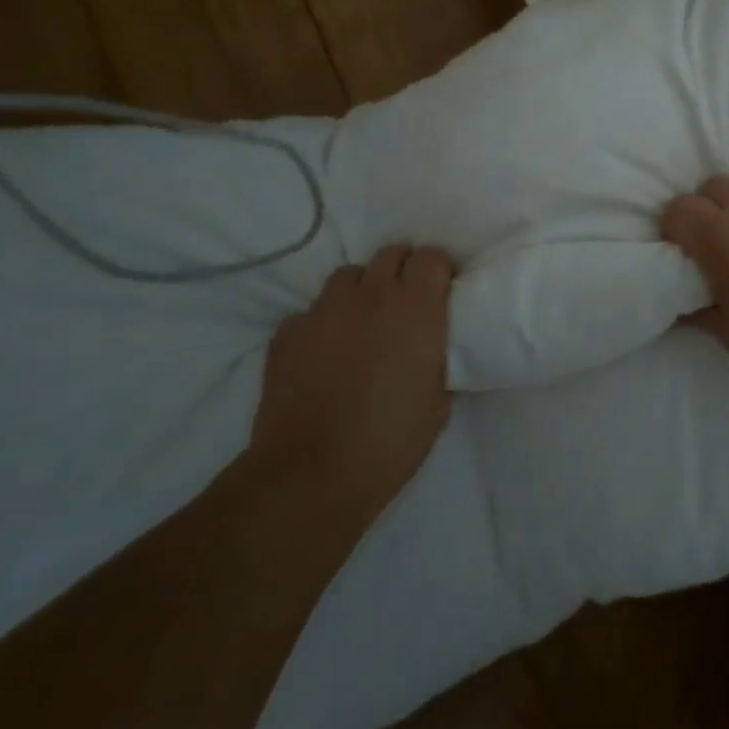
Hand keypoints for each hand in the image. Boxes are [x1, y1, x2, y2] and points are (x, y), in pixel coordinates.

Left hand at [254, 245, 453, 507]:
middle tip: (406, 303)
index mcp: (416, 308)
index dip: (439, 270)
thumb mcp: (438, 404)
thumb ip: (439, 363)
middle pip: (390, 253)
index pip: (432, 256)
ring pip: (348, 276)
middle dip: (402, 269)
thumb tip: (436, 354)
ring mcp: (324, 311)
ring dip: (361, 291)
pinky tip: (323, 353)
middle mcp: (371, 296)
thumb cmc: (390, 442)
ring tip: (362, 322)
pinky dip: (322, 324)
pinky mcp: (287, 332)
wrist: (311, 474)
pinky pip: (310, 313)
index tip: (442, 291)